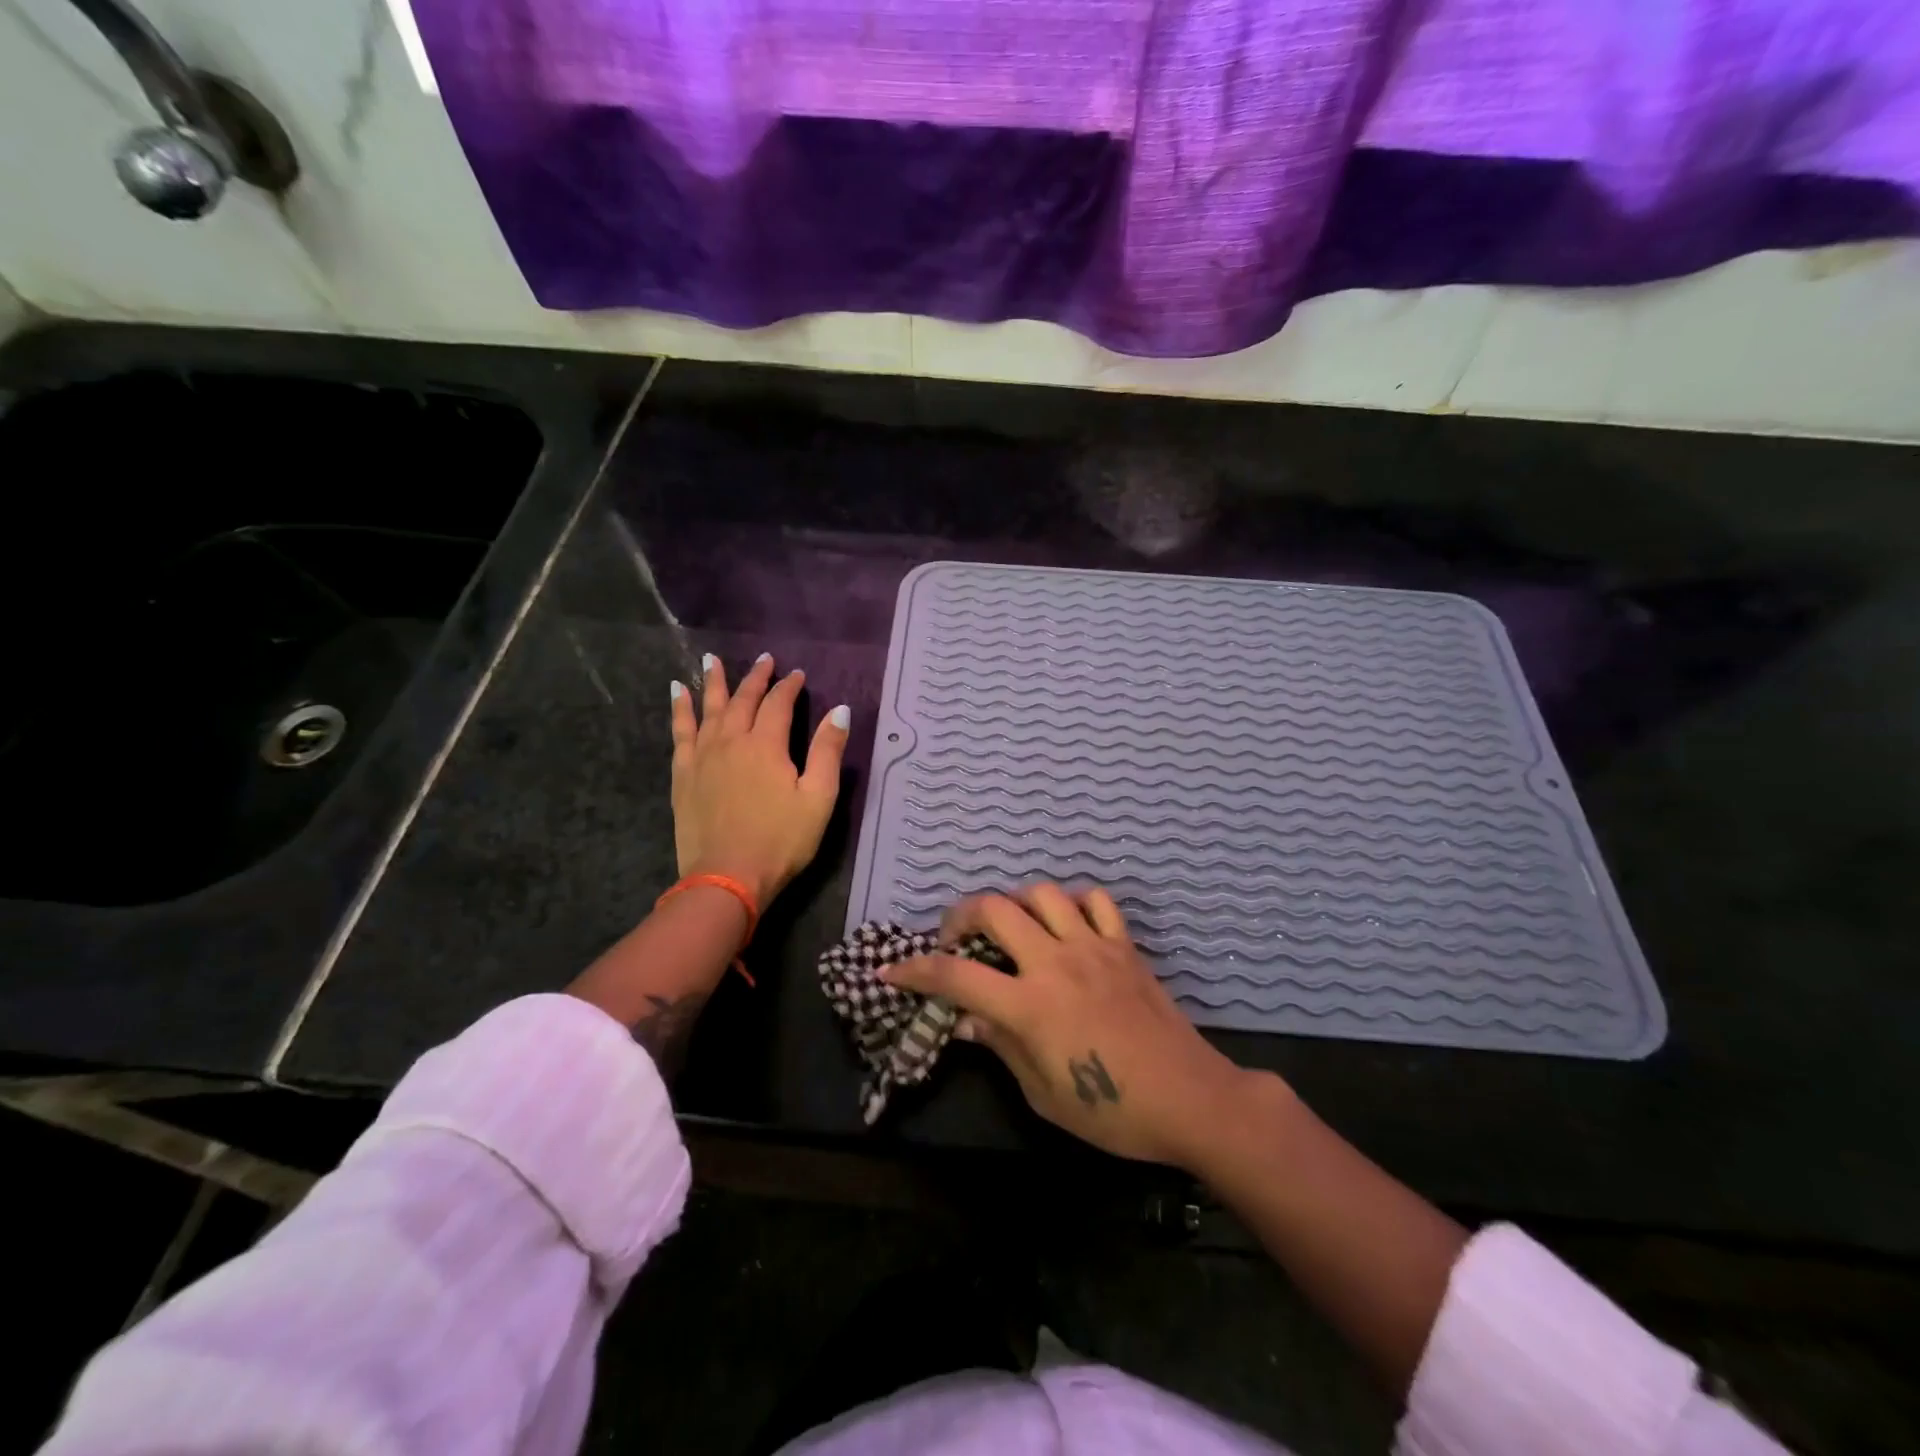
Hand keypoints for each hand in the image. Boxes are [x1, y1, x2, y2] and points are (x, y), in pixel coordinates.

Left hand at [669, 652, 849, 908]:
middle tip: (764, 659)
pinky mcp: (684, 774)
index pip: (778, 704)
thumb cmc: (781, 841)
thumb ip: (828, 751)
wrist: (727, 878)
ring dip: (713, 683)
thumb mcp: (818, 798)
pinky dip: (680, 710)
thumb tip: (840, 710)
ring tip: (711, 660)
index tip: (798, 674)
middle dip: (756, 677)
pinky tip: (676, 692)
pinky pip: (680, 732)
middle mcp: (732, 741)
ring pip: (709, 709)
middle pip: (743, 700)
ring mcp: (703, 756)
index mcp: (766, 745)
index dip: (789, 687)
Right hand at [882, 884, 1258, 1166]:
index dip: (916, 971)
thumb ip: (1001, 1046)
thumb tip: (966, 1019)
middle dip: (962, 917)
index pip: (956, 975)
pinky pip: (1096, 901)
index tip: (891, 971)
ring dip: (1016, 903)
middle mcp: (1055, 962)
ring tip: (1011, 927)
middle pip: (994, 909)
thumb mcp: (1042, 1094)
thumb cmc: (1111, 1111)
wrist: (1189, 1098)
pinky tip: (1067, 924)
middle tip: (955, 940)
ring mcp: (1093, 946)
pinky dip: (1074, 903)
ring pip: (1042, 893)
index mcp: (1030, 1005)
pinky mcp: (1124, 944)